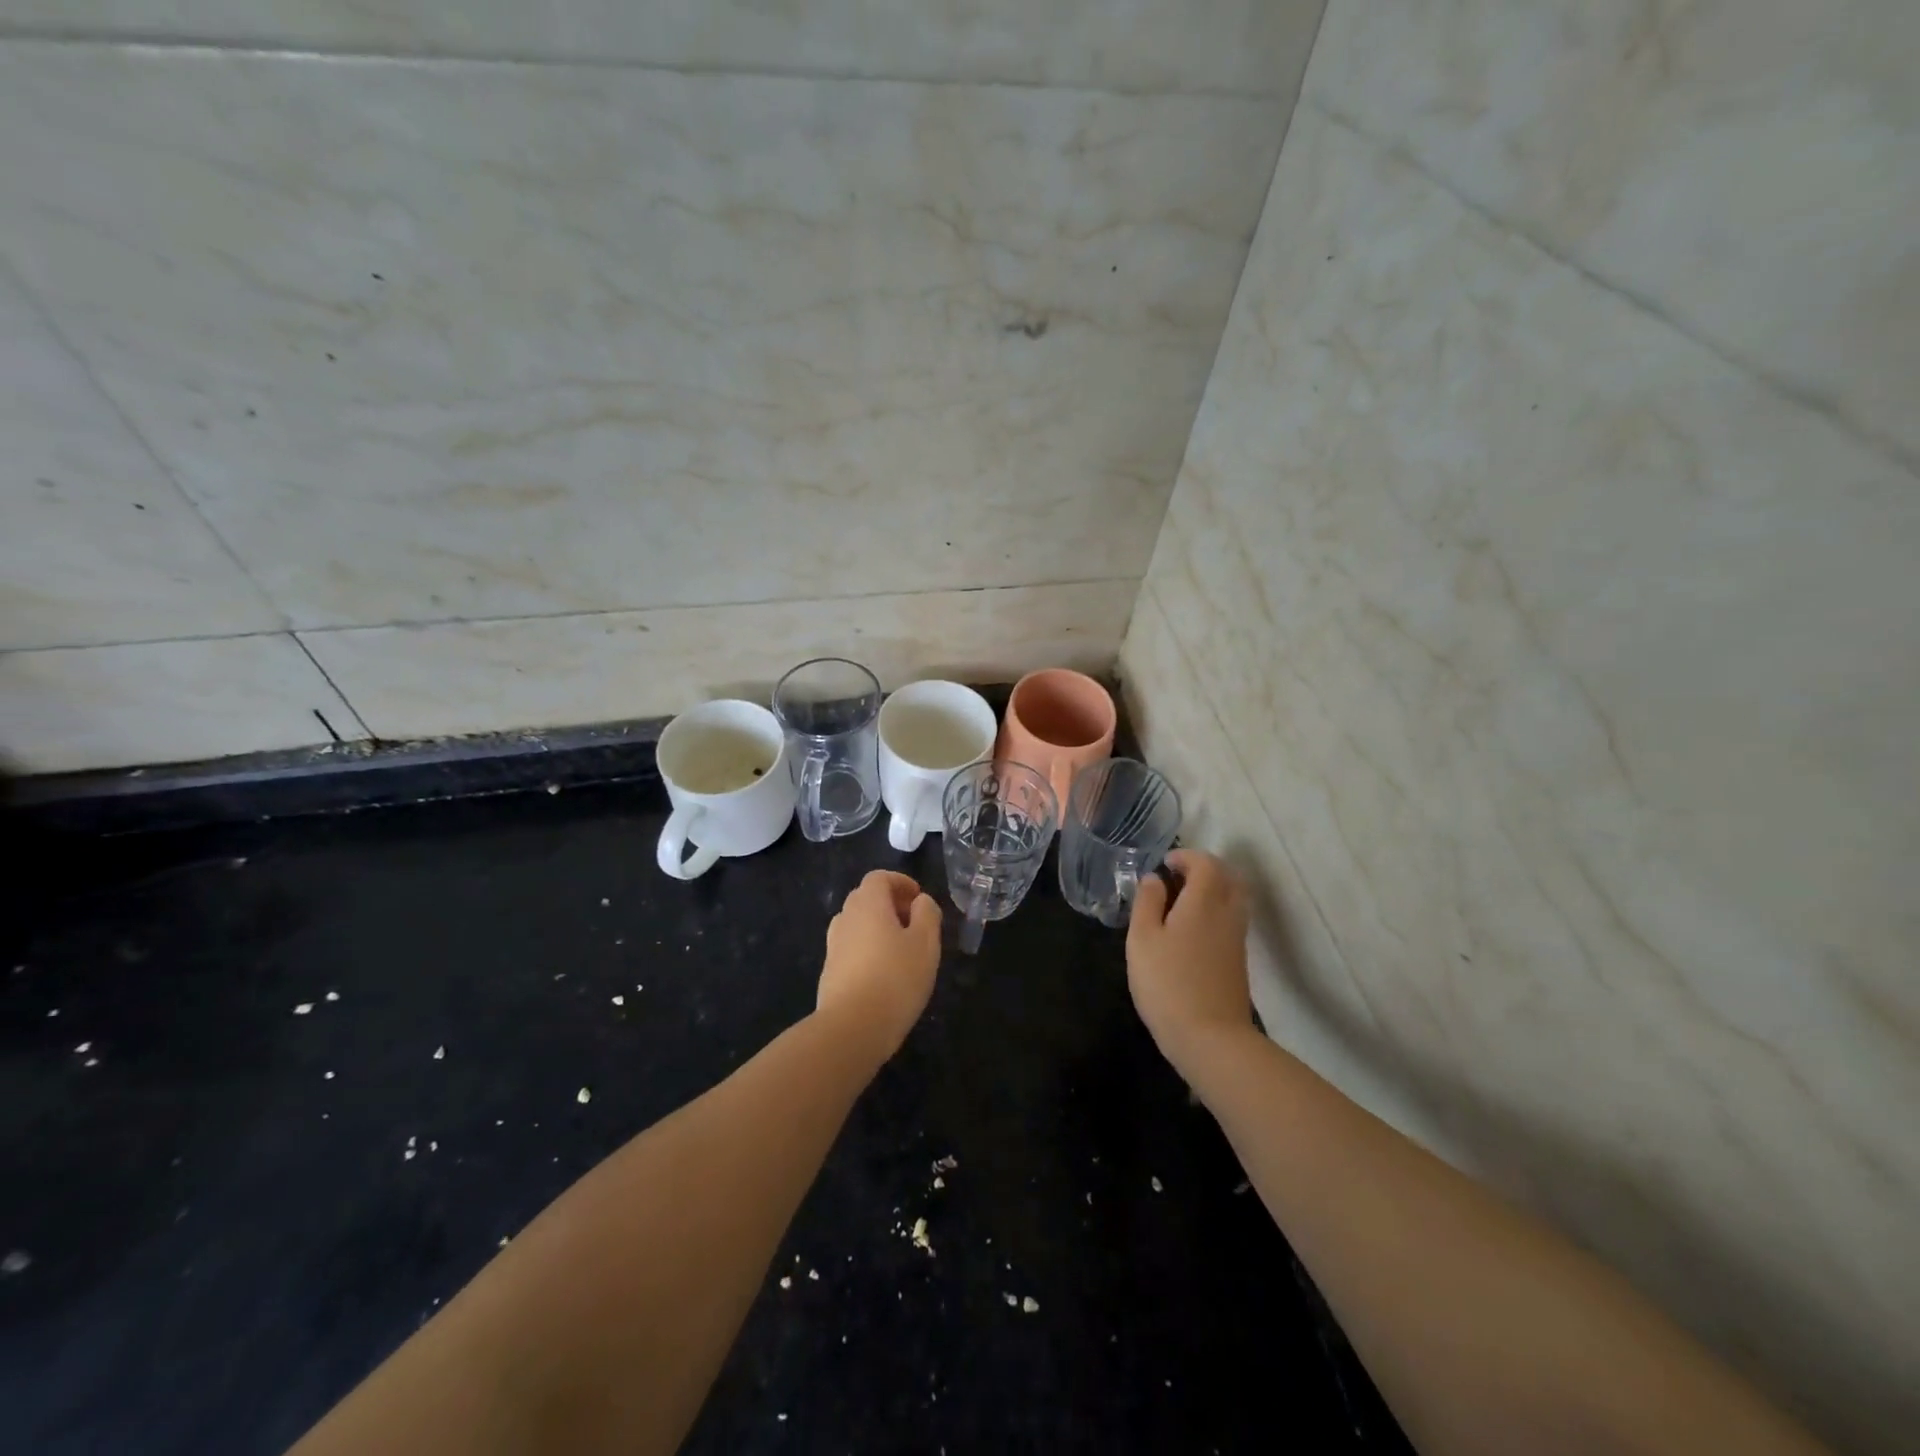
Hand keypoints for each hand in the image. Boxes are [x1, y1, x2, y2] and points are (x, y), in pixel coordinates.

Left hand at [817, 869, 942, 1063]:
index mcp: (868, 904)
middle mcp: (845, 918)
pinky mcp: (829, 972)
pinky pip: (851, 949)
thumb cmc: (896, 978)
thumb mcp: (926, 943)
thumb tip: (920, 902)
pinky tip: (885, 974)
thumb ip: (927, 914)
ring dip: (878, 928)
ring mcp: (833, 946)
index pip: (879, 878)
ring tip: (902, 950)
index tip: (918, 898)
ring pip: (857, 925)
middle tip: (914, 923)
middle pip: (866, 899)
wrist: (852, 1028)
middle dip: (890, 904)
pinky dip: (868, 950)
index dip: (900, 882)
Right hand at [1127, 849, 1253, 1073]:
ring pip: (1234, 899)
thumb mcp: (1143, 940)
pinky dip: (1216, 910)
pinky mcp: (1238, 960)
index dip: (1187, 857)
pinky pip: (1232, 919)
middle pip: (1229, 877)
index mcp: (1203, 902)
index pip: (1206, 863)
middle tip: (1178, 877)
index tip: (1165, 863)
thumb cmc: (1168, 983)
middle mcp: (1227, 913)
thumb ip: (1147, 903)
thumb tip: (1154, 878)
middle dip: (1205, 869)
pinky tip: (1192, 928)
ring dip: (1213, 889)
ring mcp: (1237, 938)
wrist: (1211, 1038)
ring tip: (1183, 900)